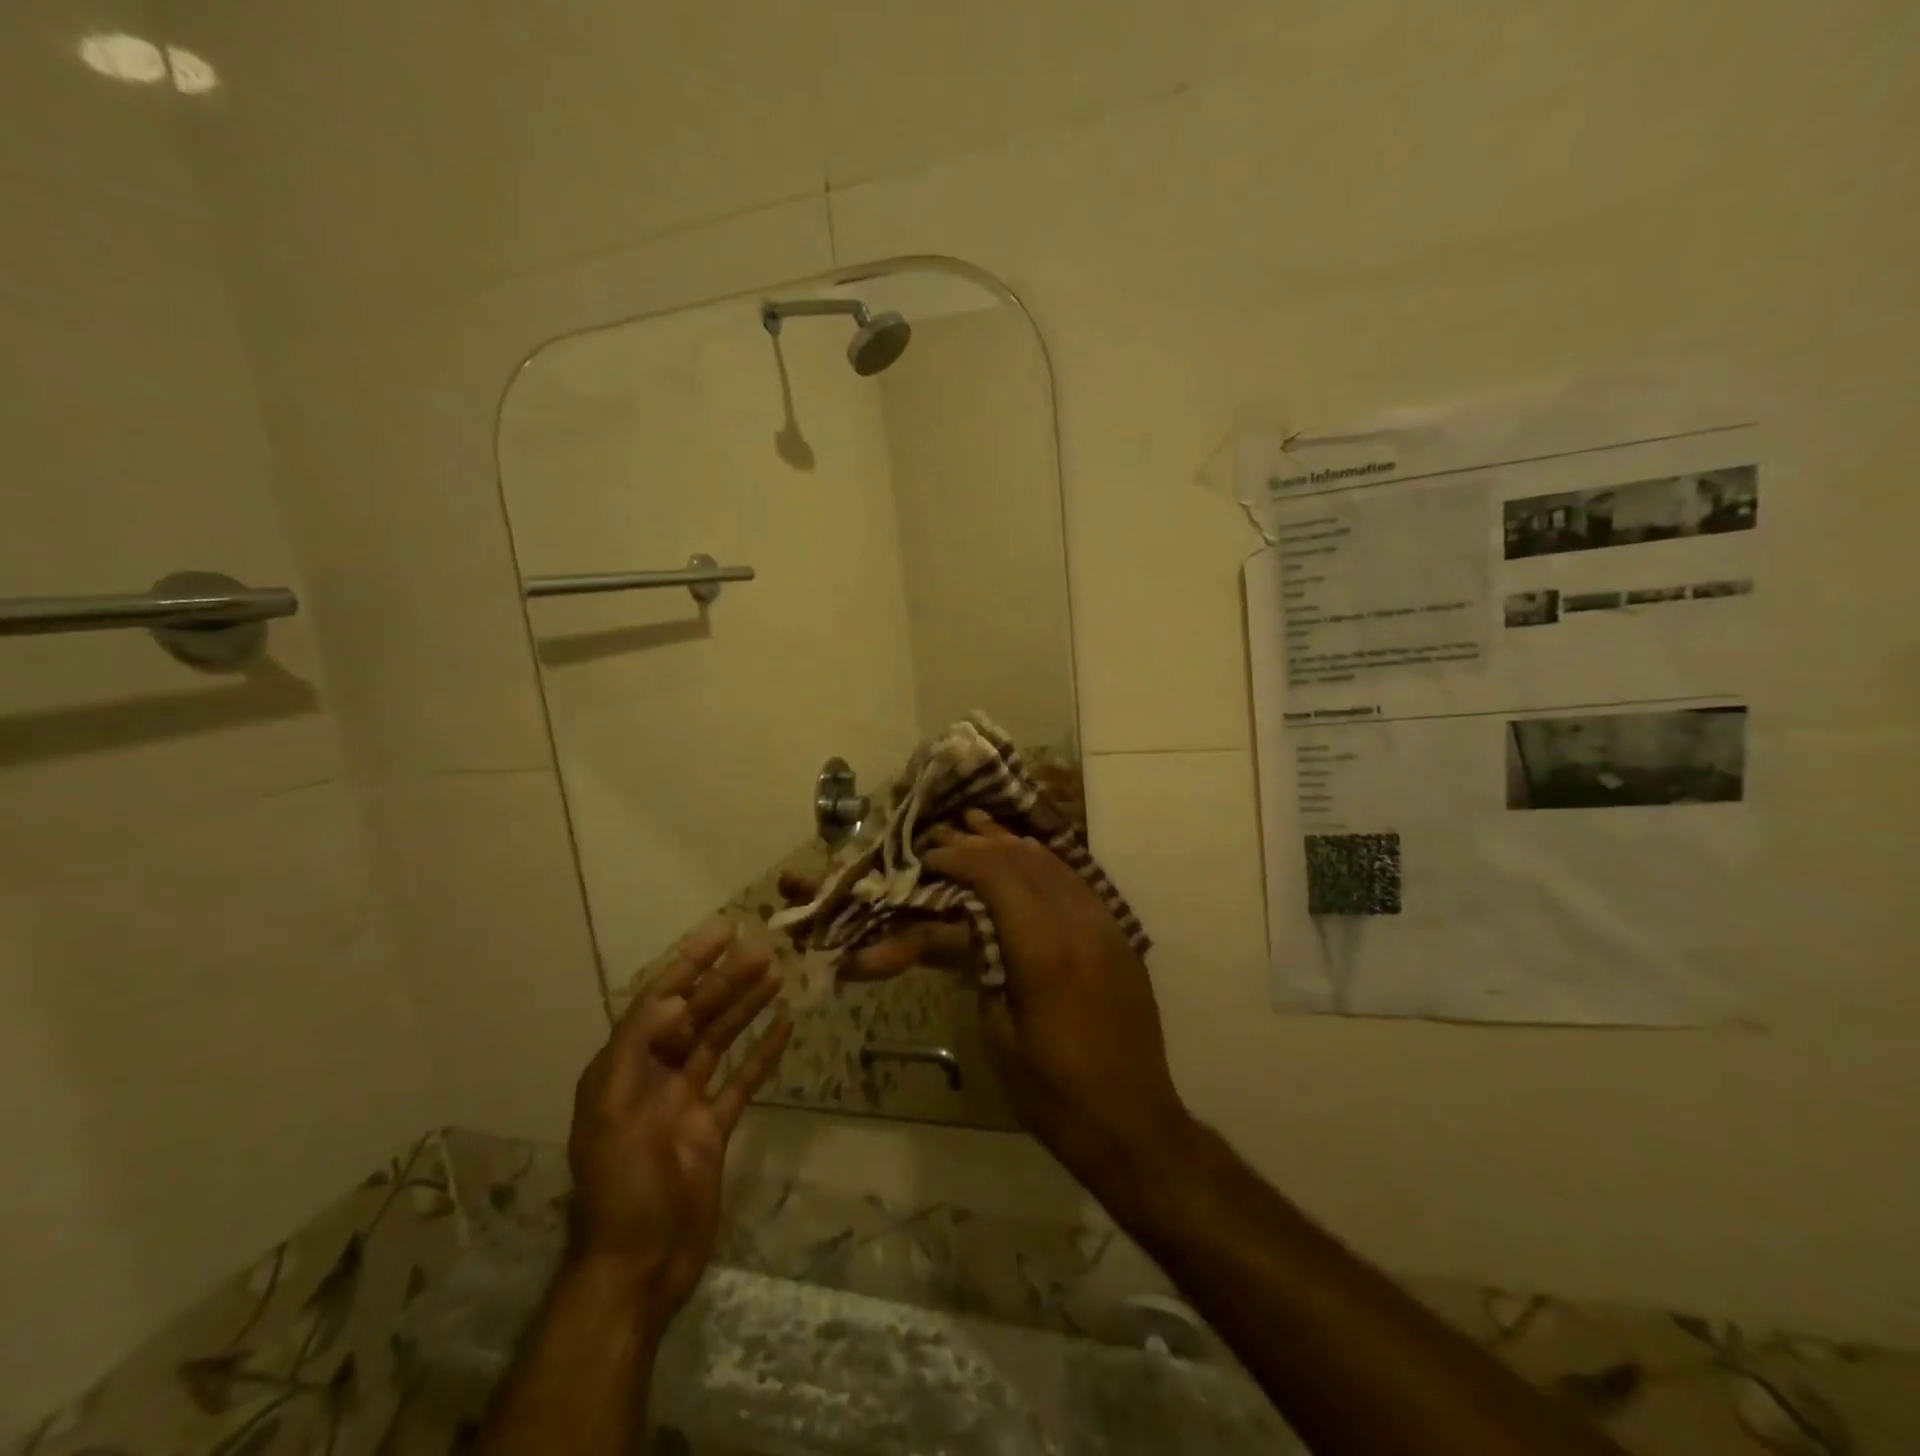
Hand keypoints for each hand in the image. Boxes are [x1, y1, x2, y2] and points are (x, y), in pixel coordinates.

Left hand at [566, 923, 792, 1319]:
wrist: (639, 1267)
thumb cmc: (620, 1186)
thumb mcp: (611, 1112)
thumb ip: (636, 1049)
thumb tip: (670, 999)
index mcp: (623, 1068)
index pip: (660, 999)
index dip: (690, 963)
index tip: (723, 931)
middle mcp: (654, 1076)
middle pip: (696, 1015)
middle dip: (727, 981)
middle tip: (765, 950)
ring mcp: (686, 1101)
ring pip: (721, 1040)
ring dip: (746, 1007)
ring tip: (777, 975)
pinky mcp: (713, 1127)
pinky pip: (742, 1079)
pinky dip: (762, 1052)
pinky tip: (784, 1026)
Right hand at [925, 811, 1193, 1196]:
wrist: (1131, 1122)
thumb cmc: (1052, 1090)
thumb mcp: (997, 1031)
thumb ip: (977, 966)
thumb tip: (955, 926)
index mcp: (1043, 950)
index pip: (997, 876)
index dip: (960, 858)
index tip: (930, 855)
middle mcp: (1079, 924)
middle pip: (1026, 861)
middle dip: (982, 843)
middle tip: (948, 835)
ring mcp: (1107, 927)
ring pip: (1057, 864)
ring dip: (1015, 845)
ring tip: (982, 828)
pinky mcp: (1121, 937)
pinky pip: (1080, 883)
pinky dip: (1047, 863)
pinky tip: (1030, 857)